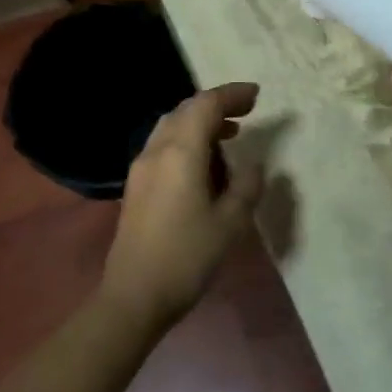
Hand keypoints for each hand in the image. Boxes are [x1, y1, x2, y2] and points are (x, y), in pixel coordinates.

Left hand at [100, 82, 264, 329]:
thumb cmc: (187, 256)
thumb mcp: (230, 222)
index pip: (206, 105)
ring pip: (171, 126)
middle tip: (246, 111)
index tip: (257, 95)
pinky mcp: (137, 186)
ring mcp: (142, 168)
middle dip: (216, 104)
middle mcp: (157, 151)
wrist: (134, 296)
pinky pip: (164, 145)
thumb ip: (246, 186)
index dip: (232, 95)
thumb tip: (254, 165)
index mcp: (181, 153)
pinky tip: (205, 162)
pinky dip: (187, 139)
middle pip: (185, 110)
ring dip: (200, 122)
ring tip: (230, 135)